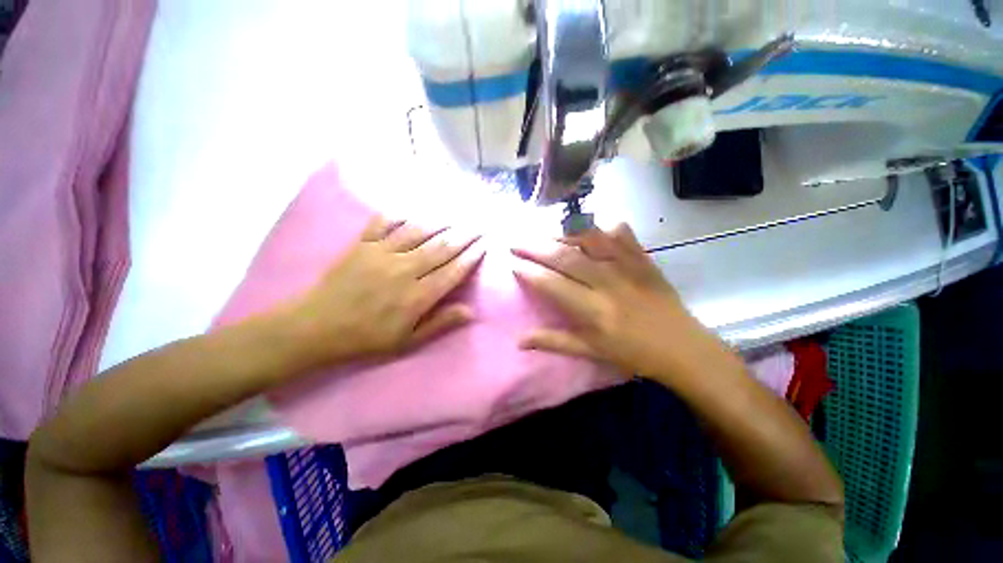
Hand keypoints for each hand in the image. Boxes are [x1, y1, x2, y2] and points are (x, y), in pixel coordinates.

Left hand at [284, 216, 484, 367]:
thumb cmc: (367, 338)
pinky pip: (383, 223)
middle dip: (464, 235)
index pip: (453, 271)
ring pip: (418, 232)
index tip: (484, 245)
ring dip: (439, 222)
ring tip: (455, 215)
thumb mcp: (408, 341)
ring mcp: (382, 253)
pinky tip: (409, 211)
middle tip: (478, 225)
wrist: (317, 328)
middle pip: (441, 247)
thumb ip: (440, 323)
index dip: (471, 257)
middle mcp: (405, 270)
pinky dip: (397, 215)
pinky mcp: (362, 245)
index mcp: (418, 295)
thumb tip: (470, 311)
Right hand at [512, 224, 714, 377]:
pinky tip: (588, 231)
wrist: (682, 346)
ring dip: (561, 233)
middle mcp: (607, 282)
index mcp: (593, 309)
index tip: (512, 264)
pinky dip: (600, 227)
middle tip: (516, 242)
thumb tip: (519, 340)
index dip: (528, 272)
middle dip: (534, 247)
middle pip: (563, 256)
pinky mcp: (642, 258)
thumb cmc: (632, 353)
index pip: (550, 283)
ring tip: (545, 234)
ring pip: (588, 238)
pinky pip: (619, 232)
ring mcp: (627, 265)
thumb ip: (553, 341)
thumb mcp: (590, 351)